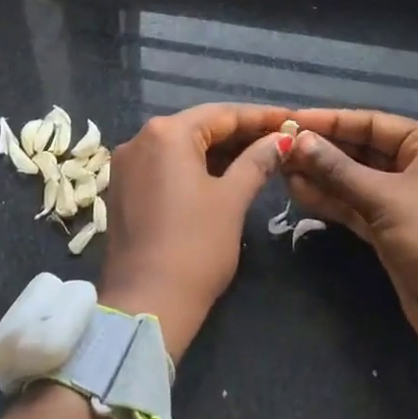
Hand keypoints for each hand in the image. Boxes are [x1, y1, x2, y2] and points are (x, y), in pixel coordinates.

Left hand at [98, 103, 291, 360]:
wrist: (147, 304)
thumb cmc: (196, 246)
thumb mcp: (232, 200)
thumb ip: (257, 161)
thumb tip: (281, 140)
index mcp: (167, 133)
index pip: (222, 114)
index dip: (261, 117)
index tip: (292, 119)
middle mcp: (140, 138)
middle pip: (200, 127)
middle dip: (240, 134)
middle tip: (280, 139)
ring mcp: (128, 164)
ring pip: (182, 147)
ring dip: (219, 151)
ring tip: (259, 156)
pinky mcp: (124, 189)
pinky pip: (166, 166)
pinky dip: (195, 167)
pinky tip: (224, 175)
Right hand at [285, 110, 417, 370]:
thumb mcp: (387, 199)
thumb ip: (339, 170)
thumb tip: (299, 140)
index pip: (371, 122)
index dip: (331, 121)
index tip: (292, 118)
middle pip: (361, 150)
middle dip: (322, 149)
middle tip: (279, 145)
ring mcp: (405, 201)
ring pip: (355, 180)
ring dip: (321, 175)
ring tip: (280, 167)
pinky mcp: (393, 231)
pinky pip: (356, 206)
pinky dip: (331, 200)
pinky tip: (298, 192)